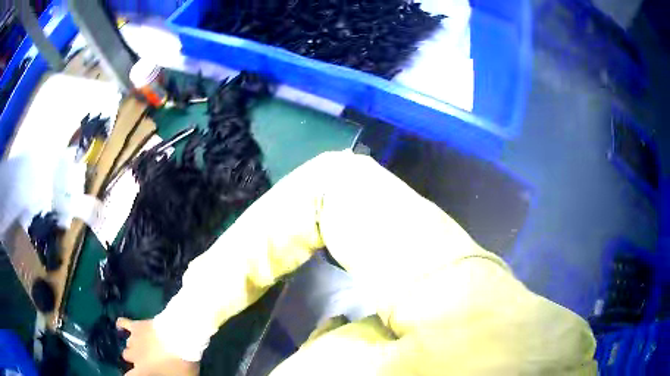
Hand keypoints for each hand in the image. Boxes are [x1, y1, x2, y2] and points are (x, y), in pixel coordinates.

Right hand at [117, 318, 198, 375]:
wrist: (178, 336)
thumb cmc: (180, 362)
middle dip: (135, 358)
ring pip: (127, 343)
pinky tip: (120, 325)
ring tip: (144, 345)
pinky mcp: (136, 325)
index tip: (136, 373)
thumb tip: (168, 375)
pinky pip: (122, 323)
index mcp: (143, 370)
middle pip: (126, 357)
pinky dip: (121, 324)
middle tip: (147, 359)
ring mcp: (134, 339)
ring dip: (134, 345)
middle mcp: (134, 355)